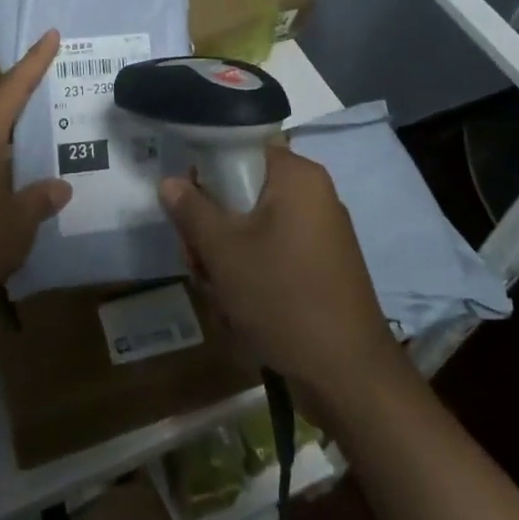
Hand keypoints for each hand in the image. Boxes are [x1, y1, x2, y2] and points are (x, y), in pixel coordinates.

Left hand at [0, 31, 71, 314]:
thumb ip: (40, 200)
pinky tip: (13, 177)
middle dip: (25, 98)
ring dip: (11, 134)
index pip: (12, 90)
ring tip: (40, 140)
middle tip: (55, 92)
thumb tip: (59, 187)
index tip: (50, 35)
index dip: (34, 62)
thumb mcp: (18, 225)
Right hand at [160, 147, 396, 408]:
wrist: (347, 374)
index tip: (188, 199)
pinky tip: (238, 305)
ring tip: (216, 290)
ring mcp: (321, 231)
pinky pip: (275, 250)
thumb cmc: (282, 296)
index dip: (208, 166)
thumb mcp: (223, 251)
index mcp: (297, 176)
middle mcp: (313, 194)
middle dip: (213, 224)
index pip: (242, 146)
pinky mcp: (323, 265)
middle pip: (245, 189)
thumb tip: (170, 181)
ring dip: (227, 253)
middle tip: (196, 258)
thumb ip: (191, 209)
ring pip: (255, 225)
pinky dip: (252, 270)